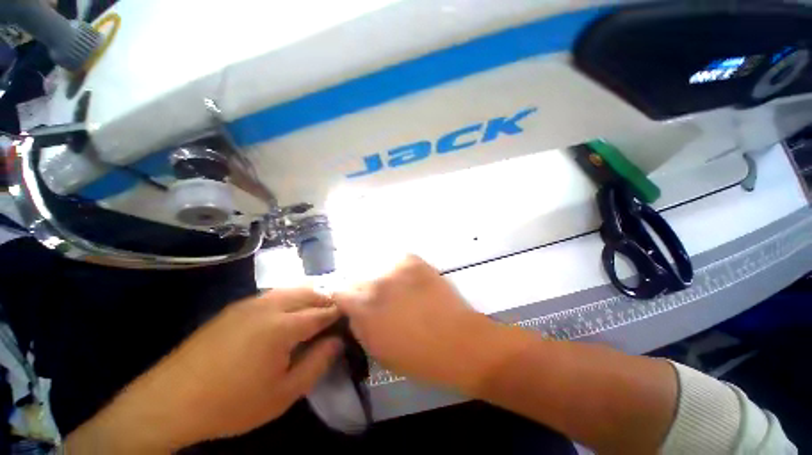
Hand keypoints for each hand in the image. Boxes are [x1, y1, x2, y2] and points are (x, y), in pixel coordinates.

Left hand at [65, 288, 342, 452]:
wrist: (170, 401)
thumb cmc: (232, 403)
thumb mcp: (283, 394)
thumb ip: (317, 363)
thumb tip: (337, 341)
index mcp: (283, 326)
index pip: (322, 312)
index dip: (339, 313)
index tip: (349, 316)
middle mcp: (269, 306)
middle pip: (309, 292)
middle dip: (326, 300)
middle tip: (334, 315)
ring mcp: (250, 303)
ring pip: (291, 289)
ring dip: (308, 296)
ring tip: (314, 313)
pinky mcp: (236, 307)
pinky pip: (273, 294)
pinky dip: (289, 298)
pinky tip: (287, 314)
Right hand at [334, 255, 513, 390]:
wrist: (458, 341)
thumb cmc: (417, 357)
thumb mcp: (378, 351)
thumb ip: (360, 326)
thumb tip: (354, 311)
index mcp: (364, 308)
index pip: (339, 291)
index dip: (345, 298)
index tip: (351, 303)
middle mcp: (376, 283)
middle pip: (358, 277)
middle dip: (363, 289)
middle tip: (378, 299)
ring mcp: (396, 268)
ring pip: (378, 267)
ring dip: (382, 278)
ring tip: (397, 289)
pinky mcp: (414, 261)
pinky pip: (399, 260)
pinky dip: (400, 269)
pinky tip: (410, 280)